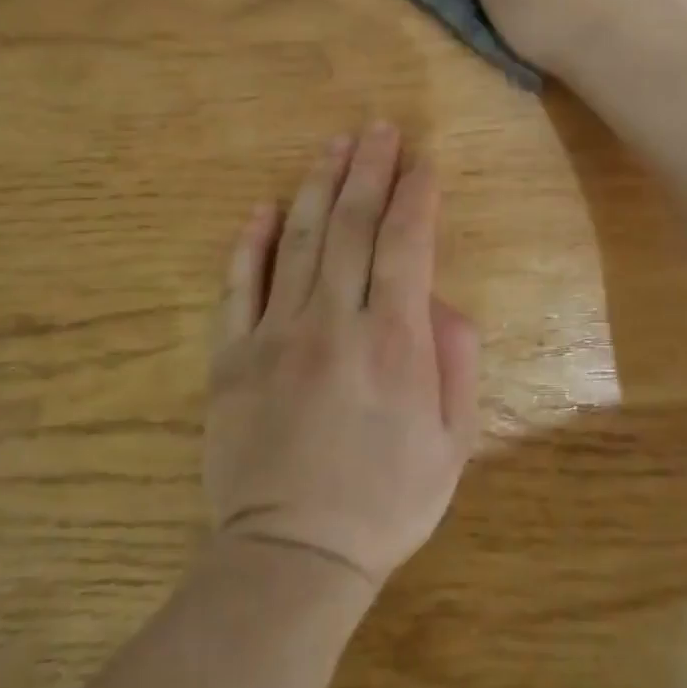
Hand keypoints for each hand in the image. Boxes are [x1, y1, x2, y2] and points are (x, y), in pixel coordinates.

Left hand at [205, 123, 480, 590]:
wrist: (291, 559)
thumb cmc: (385, 503)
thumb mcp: (453, 443)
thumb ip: (455, 361)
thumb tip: (439, 300)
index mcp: (393, 342)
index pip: (407, 243)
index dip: (416, 194)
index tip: (422, 160)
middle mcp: (334, 322)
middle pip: (353, 225)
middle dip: (369, 169)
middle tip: (378, 128)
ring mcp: (276, 334)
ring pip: (298, 239)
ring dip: (318, 185)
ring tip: (334, 145)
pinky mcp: (231, 356)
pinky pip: (239, 285)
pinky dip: (249, 241)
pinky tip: (262, 205)